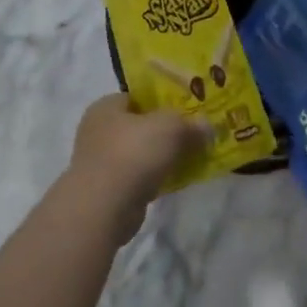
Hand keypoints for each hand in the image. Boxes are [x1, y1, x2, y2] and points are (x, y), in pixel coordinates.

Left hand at [67, 95, 208, 242]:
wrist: (103, 210)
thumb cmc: (132, 153)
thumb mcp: (170, 128)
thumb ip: (190, 124)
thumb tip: (207, 127)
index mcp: (106, 107)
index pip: (137, 96)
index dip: (163, 100)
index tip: (187, 108)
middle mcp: (98, 132)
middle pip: (140, 126)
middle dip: (164, 131)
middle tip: (192, 133)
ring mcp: (101, 164)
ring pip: (140, 153)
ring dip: (161, 157)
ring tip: (190, 157)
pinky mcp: (108, 192)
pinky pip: (139, 178)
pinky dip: (155, 179)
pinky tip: (176, 181)